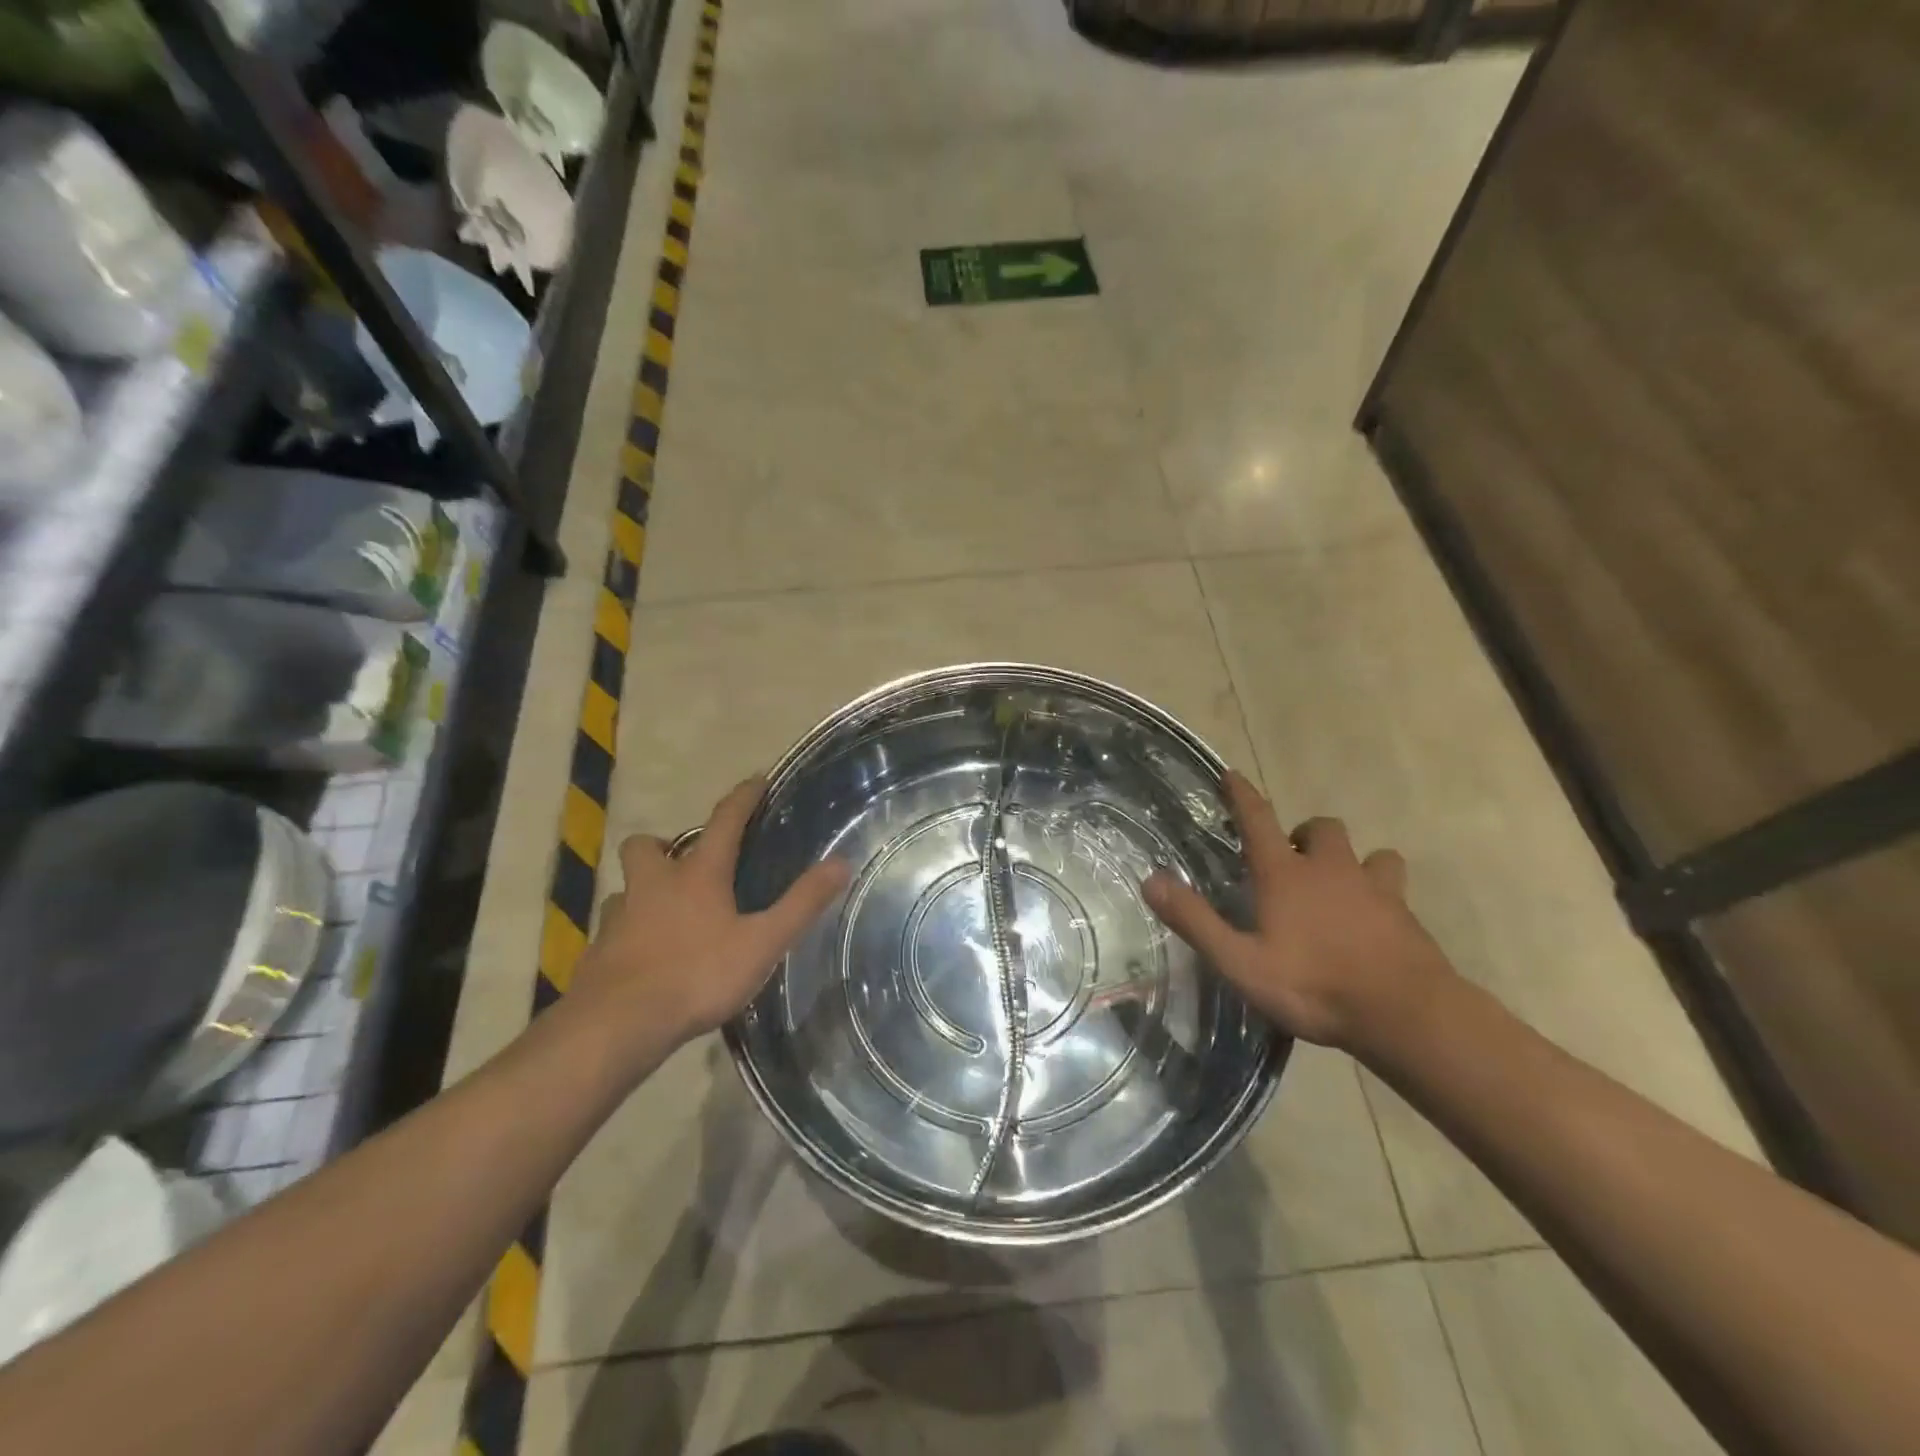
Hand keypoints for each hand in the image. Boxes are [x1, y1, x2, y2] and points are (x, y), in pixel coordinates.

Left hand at [576, 776, 849, 1049]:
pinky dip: (630, 930)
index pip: (724, 821)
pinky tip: (646, 954)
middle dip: (665, 844)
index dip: (743, 797)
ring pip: (627, 887)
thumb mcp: (763, 942)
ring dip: (644, 889)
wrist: (618, 1025)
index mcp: (697, 875)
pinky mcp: (599, 952)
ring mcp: (620, 917)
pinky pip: (614, 928)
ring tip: (667, 911)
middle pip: (647, 846)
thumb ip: (802, 903)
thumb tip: (842, 862)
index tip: (756, 779)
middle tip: (688, 862)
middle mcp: (653, 885)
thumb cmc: (697, 975)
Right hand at [1141, 771, 1453, 1052]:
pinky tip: (1374, 916)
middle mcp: (1330, 870)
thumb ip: (1195, 921)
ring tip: (1338, 883)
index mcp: (1286, 875)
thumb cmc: (1314, 986)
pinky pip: (1394, 885)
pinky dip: (1381, 890)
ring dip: (1349, 859)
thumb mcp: (1240, 961)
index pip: (1258, 820)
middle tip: (1290, 859)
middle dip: (1302, 833)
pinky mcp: (1406, 914)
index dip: (1242, 795)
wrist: (1406, 1015)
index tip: (1232, 774)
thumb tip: (1151, 880)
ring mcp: (1375, 889)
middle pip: (1320, 828)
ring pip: (1368, 852)